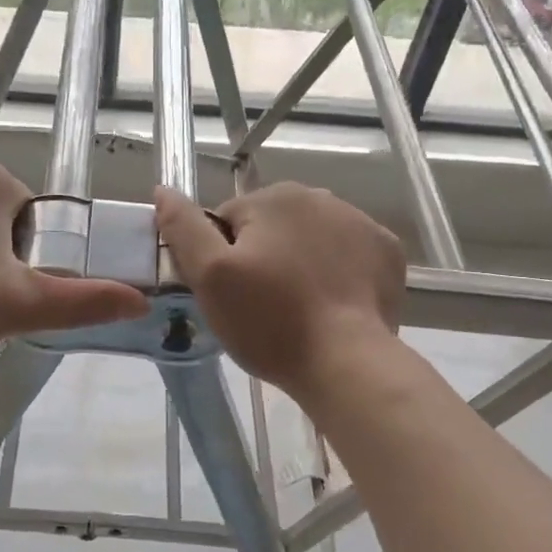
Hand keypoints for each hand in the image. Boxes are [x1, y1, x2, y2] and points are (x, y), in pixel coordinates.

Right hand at [154, 182, 404, 401]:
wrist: (347, 362)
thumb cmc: (270, 322)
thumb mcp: (210, 277)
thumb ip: (183, 228)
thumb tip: (163, 189)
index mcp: (274, 198)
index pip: (228, 221)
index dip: (220, 260)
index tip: (230, 296)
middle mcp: (320, 197)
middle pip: (271, 227)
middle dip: (261, 258)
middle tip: (261, 307)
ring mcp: (361, 222)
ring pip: (310, 239)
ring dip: (299, 263)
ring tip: (298, 311)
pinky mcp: (388, 252)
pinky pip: (348, 255)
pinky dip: (338, 273)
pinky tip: (332, 306)